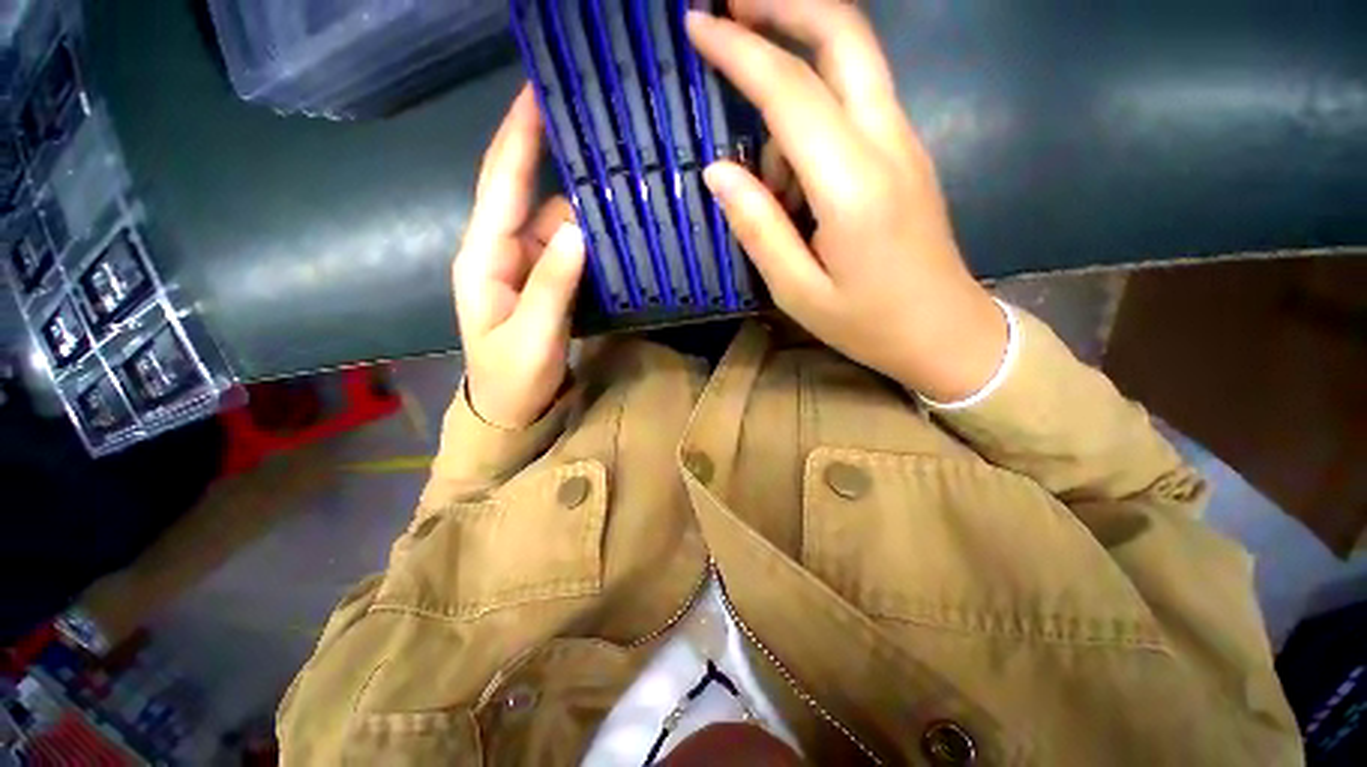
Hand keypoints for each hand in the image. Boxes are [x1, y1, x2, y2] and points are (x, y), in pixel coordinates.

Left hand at [455, 86, 585, 427]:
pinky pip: (566, 249)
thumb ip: (552, 284)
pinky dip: (588, 240)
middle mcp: (501, 251)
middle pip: (529, 195)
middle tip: (597, 138)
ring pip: (555, 223)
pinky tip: (612, 234)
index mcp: (484, 258)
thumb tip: (578, 230)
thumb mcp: (532, 336)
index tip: (537, 93)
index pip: (500, 185)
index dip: (517, 138)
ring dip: (584, 211)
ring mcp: (525, 266)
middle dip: (555, 162)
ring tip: (620, 194)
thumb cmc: (512, 379)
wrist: (511, 409)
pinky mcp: (544, 281)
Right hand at [687, 0, 1007, 401]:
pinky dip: (814, 119)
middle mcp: (886, 144)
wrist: (944, 332)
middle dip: (786, 5)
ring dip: (793, 93)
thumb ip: (758, 228)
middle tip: (731, 7)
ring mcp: (904, 143)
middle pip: (844, 36)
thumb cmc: (867, 323)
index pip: (791, 91)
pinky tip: (796, 184)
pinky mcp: (906, 155)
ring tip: (769, 185)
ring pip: (849, 69)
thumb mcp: (797, 291)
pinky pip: (856, 107)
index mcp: (853, 185)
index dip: (740, 51)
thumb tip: (718, 172)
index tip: (697, 25)